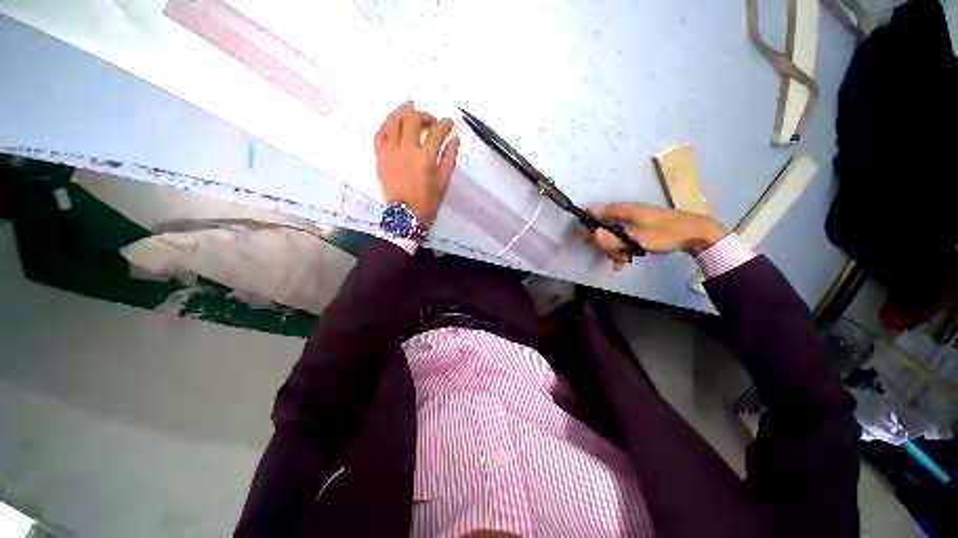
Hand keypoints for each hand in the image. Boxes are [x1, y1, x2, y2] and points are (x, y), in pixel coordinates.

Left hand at [374, 100, 459, 226]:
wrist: (405, 214)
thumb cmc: (427, 200)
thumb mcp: (443, 181)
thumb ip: (449, 159)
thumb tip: (455, 141)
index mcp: (425, 158)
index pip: (436, 132)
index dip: (444, 124)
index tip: (449, 122)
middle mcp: (406, 150)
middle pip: (412, 121)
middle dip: (423, 115)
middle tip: (430, 119)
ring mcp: (390, 152)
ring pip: (393, 122)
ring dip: (401, 111)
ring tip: (408, 106)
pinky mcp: (380, 157)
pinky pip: (379, 135)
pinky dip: (386, 125)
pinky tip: (392, 122)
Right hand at [580, 202, 725, 269]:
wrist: (694, 233)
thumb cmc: (664, 234)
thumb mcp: (636, 240)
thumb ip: (612, 239)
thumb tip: (592, 234)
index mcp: (620, 210)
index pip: (592, 213)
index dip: (586, 226)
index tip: (588, 242)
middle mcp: (622, 213)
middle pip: (600, 227)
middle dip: (602, 243)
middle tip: (612, 255)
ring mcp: (630, 220)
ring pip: (610, 234)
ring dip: (612, 249)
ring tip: (622, 260)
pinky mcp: (636, 227)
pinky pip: (621, 237)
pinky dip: (620, 248)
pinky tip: (624, 260)